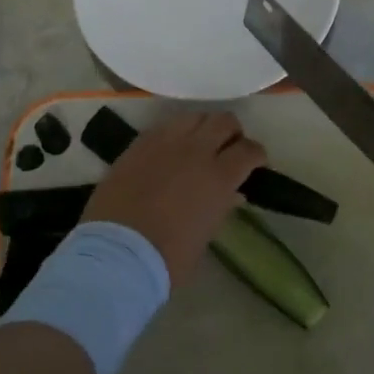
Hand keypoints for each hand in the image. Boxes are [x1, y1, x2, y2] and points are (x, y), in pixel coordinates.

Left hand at [84, 112, 264, 285]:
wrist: (116, 254)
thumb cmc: (167, 258)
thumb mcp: (205, 235)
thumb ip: (221, 207)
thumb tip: (232, 193)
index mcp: (219, 177)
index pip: (249, 150)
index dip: (256, 154)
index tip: (255, 163)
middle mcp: (196, 151)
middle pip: (224, 121)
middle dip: (232, 133)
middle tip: (227, 149)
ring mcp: (165, 142)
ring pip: (194, 116)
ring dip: (202, 127)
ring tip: (198, 144)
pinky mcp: (139, 143)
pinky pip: (164, 126)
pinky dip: (175, 133)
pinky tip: (170, 150)